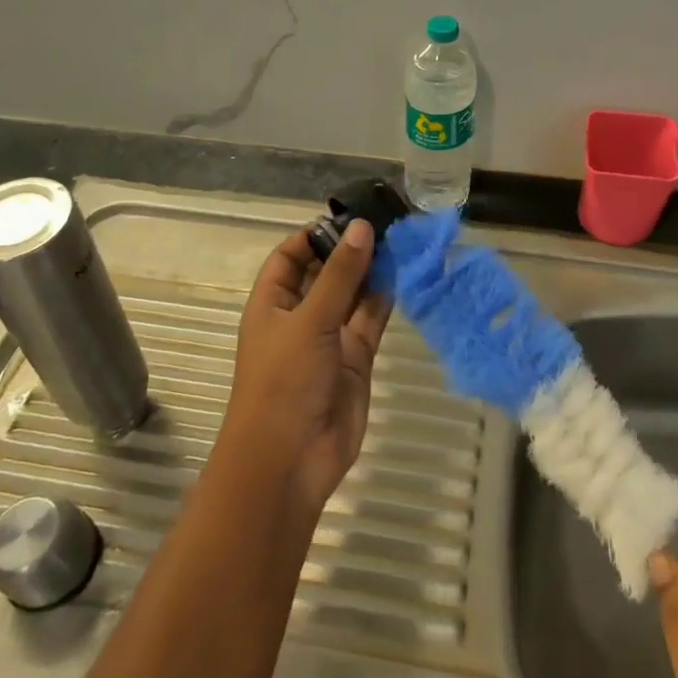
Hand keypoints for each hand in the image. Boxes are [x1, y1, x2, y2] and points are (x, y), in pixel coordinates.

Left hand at [220, 221, 391, 510]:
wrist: (290, 460)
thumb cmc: (284, 382)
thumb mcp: (309, 320)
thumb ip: (340, 275)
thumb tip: (362, 227)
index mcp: (272, 304)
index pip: (290, 257)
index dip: (314, 235)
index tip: (349, 217)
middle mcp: (299, 316)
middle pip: (325, 273)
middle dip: (350, 250)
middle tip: (387, 221)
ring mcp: (329, 339)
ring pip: (353, 295)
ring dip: (372, 271)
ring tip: (402, 239)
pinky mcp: (355, 359)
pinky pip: (371, 320)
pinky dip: (386, 298)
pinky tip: (406, 273)